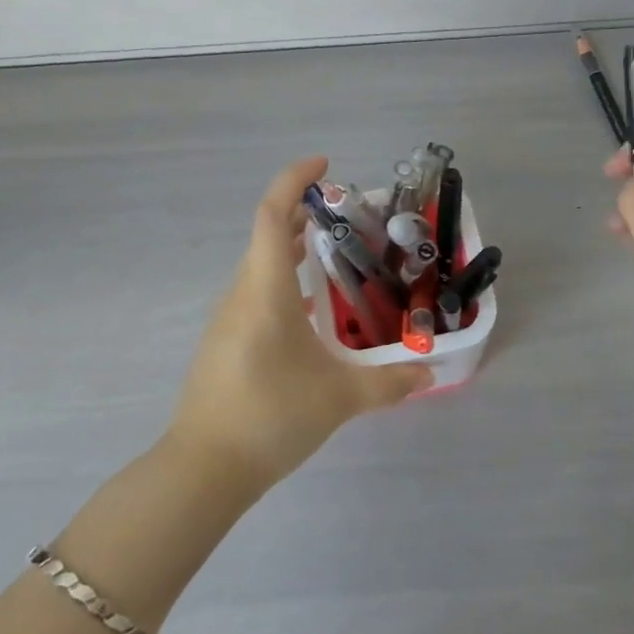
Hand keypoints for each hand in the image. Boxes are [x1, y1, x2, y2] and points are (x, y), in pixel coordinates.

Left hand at [167, 156, 432, 489]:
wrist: (203, 469)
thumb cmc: (271, 416)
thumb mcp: (339, 398)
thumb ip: (389, 382)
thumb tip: (430, 373)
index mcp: (265, 288)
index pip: (273, 214)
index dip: (295, 180)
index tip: (325, 164)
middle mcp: (243, 292)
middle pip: (268, 233)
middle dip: (303, 211)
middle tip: (346, 212)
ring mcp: (229, 316)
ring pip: (260, 263)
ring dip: (292, 245)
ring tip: (332, 250)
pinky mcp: (225, 340)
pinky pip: (256, 290)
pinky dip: (283, 277)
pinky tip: (310, 307)